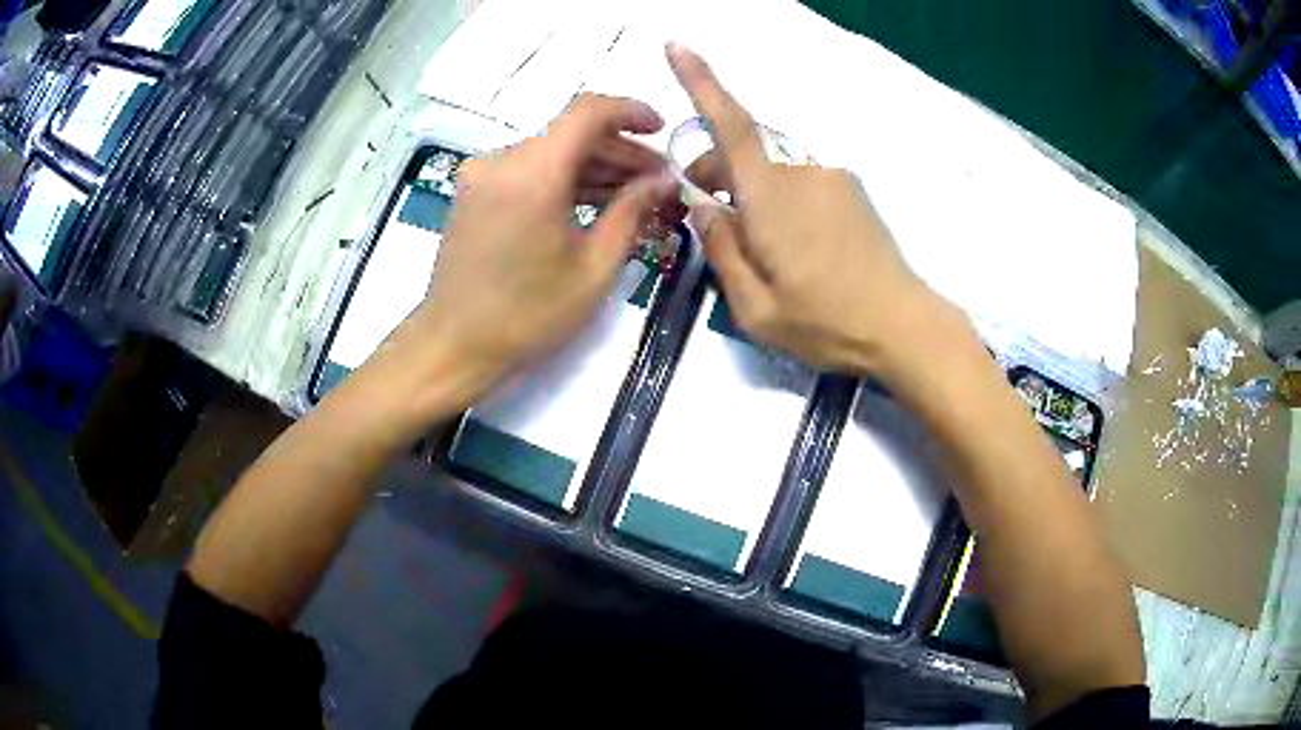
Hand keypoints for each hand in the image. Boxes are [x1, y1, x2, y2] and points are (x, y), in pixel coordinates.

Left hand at [377, 94, 677, 414]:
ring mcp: (483, 176)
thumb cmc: (527, 316)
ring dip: (595, 169)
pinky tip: (596, 205)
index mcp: (533, 173)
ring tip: (636, 198)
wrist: (453, 346)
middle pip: (571, 134)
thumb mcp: (594, 268)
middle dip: (621, 152)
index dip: (630, 112)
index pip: (588, 111)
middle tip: (659, 182)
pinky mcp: (475, 193)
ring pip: (551, 153)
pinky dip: (564, 182)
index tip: (662, 130)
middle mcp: (503, 161)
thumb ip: (632, 212)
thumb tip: (663, 181)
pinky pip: (529, 172)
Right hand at [667, 43, 955, 379]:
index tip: (677, 44)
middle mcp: (801, 172)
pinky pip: (799, 182)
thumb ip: (720, 250)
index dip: (700, 81)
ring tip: (761, 251)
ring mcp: (832, 178)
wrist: (904, 328)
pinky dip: (781, 200)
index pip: (729, 125)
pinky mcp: (851, 190)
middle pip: (743, 153)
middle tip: (709, 224)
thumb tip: (703, 207)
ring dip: (751, 193)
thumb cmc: (826, 324)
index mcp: (771, 196)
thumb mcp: (754, 308)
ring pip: (771, 171)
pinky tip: (795, 247)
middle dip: (715, 176)